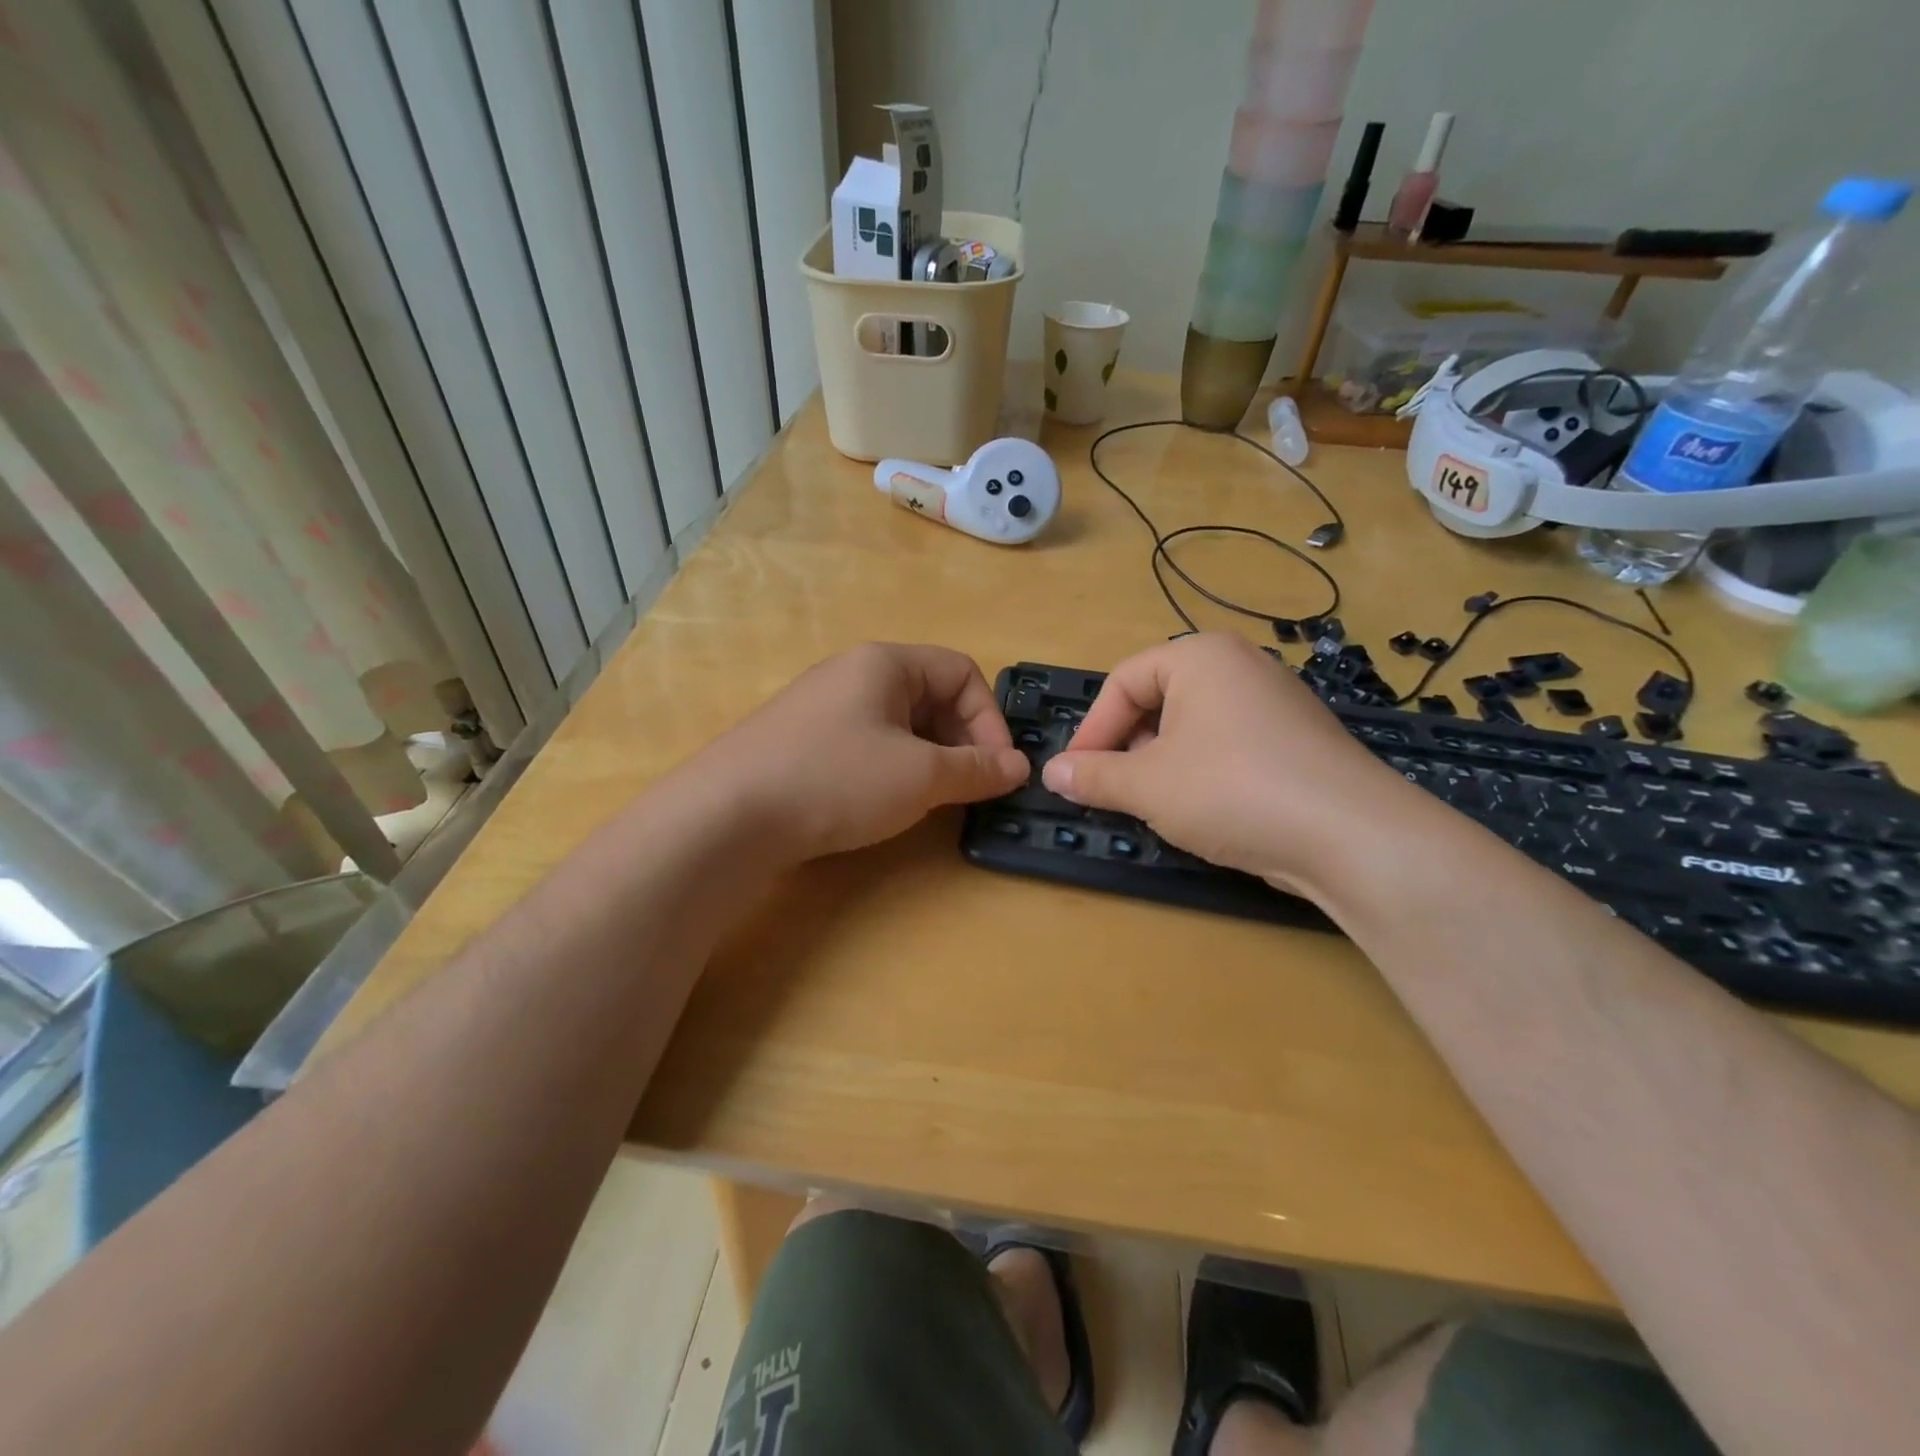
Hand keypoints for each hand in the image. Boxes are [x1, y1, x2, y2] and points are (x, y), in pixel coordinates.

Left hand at [688, 643, 1028, 862]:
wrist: (728, 816)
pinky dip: (893, 768)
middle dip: (962, 740)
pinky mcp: (802, 742)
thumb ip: (976, 769)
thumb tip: (1019, 766)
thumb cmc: (836, 779)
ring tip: (934, 799)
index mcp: (885, 663)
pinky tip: (887, 803)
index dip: (990, 718)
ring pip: (899, 724)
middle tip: (970, 787)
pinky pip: (867, 744)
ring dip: (930, 758)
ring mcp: (823, 708)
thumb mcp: (920, 777)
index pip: (962, 672)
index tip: (998, 768)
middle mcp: (853, 674)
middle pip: (931, 696)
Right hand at [1041, 634, 1403, 892]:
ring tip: (1155, 805)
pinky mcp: (1296, 742)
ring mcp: (1274, 703)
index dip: (1091, 730)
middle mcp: (1240, 667)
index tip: (1074, 775)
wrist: (1352, 837)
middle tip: (1112, 790)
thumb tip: (1052, 773)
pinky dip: (1202, 774)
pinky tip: (1204, 812)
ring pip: (1193, 728)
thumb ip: (1093, 776)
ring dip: (1161, 765)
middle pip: (1158, 701)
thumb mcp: (1147, 785)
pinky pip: (1229, 747)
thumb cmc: (1232, 790)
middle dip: (1127, 748)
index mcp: (1199, 657)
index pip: (1123, 682)